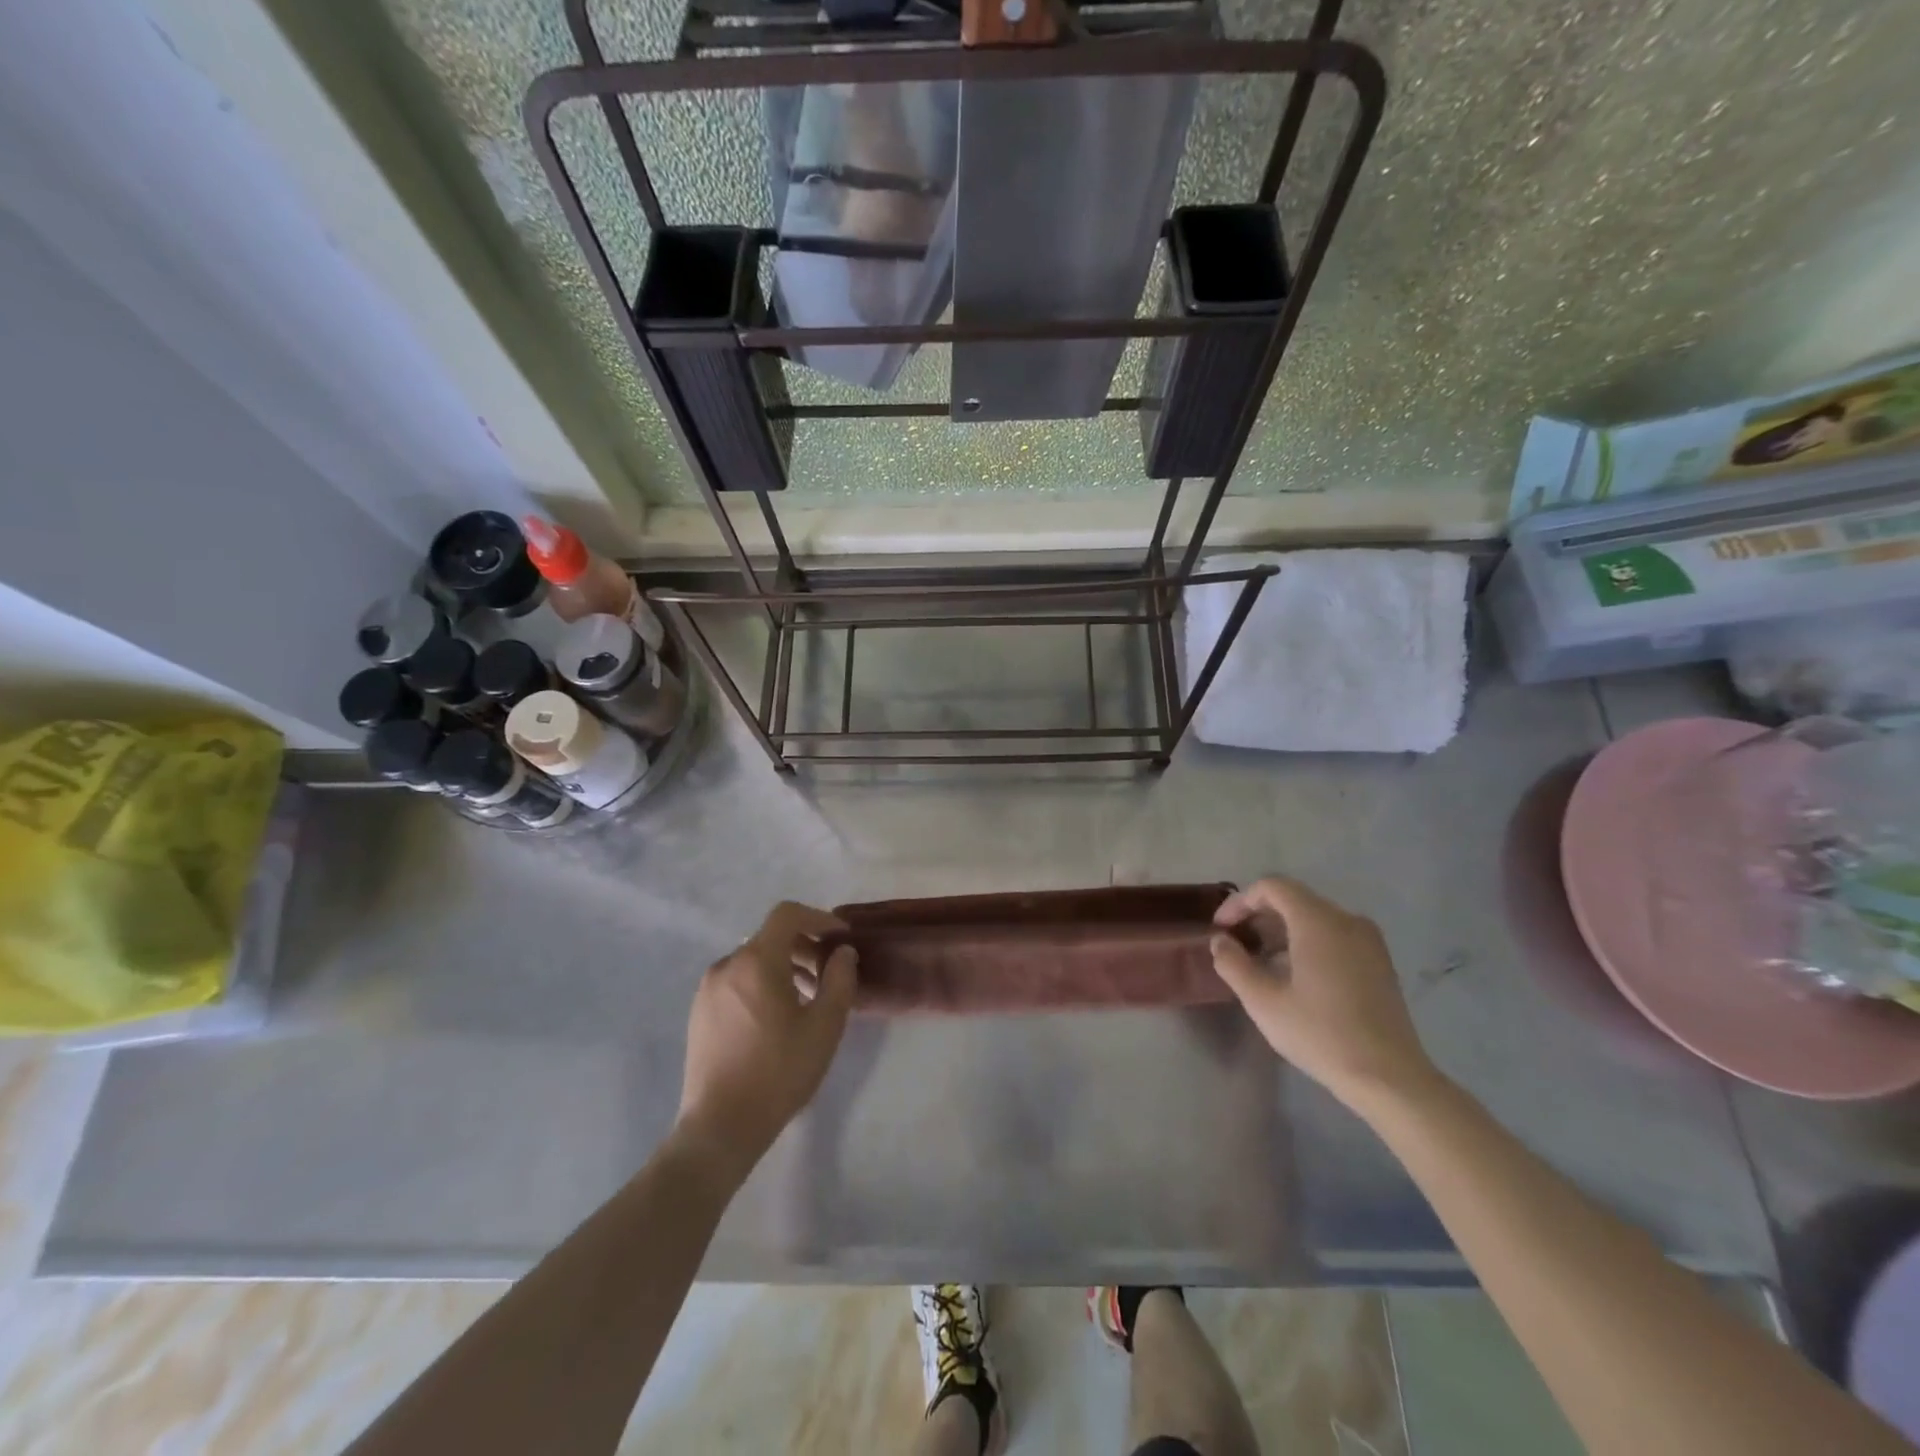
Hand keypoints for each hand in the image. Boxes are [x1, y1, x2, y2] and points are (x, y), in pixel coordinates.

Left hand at [677, 901, 856, 1177]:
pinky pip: (736, 982)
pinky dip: (761, 984)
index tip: (841, 938)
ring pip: (753, 961)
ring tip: (806, 1000)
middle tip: (829, 974)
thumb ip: (839, 979)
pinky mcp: (699, 1013)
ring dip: (783, 967)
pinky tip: (775, 1019)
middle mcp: (726, 965)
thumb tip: (842, 952)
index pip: (788, 914)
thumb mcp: (824, 1026)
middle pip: (770, 937)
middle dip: (804, 947)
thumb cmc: (778, 1072)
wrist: (720, 1127)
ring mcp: (707, 989)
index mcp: (755, 961)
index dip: (819, 918)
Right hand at [1211, 877, 1438, 1111]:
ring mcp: (1368, 941)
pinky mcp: (1379, 962)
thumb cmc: (1321, 1034)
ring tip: (1260, 961)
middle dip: (1259, 916)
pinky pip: (1335, 936)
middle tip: (1235, 944)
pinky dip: (1307, 942)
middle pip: (1294, 899)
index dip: (1240, 901)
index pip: (1272, 887)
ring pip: (1315, 918)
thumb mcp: (1263, 1001)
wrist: (1389, 1078)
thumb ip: (1234, 964)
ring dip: (1282, 931)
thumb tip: (1220, 941)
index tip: (1221, 929)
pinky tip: (1294, 975)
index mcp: (1318, 921)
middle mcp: (1346, 920)